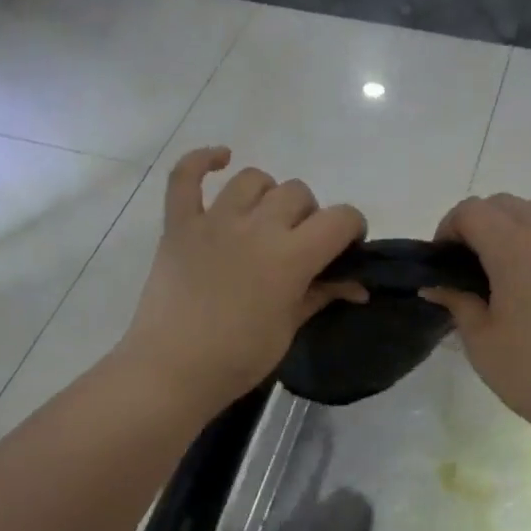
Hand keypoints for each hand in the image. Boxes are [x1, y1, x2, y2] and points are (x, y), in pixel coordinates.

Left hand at [119, 148, 366, 416]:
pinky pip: (185, 176)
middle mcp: (256, 226)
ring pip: (254, 179)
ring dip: (267, 195)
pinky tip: (221, 159)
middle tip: (298, 246)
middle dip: (308, 216)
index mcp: (291, 255)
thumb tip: (358, 285)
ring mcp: (214, 220)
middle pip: (298, 193)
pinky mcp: (179, 224)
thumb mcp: (289, 328)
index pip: (340, 218)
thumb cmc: (238, 359)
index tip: (345, 249)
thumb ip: (322, 294)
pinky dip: (202, 160)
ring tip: (264, 220)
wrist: (172, 370)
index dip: (351, 228)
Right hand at [423, 195, 530, 444]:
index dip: (448, 228)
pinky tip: (524, 289)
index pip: (473, 211)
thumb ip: (457, 303)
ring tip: (492, 275)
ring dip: (506, 230)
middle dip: (476, 223)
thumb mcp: (481, 340)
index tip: (440, 262)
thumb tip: (436, 286)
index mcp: (515, 249)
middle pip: (504, 204)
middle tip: (462, 264)